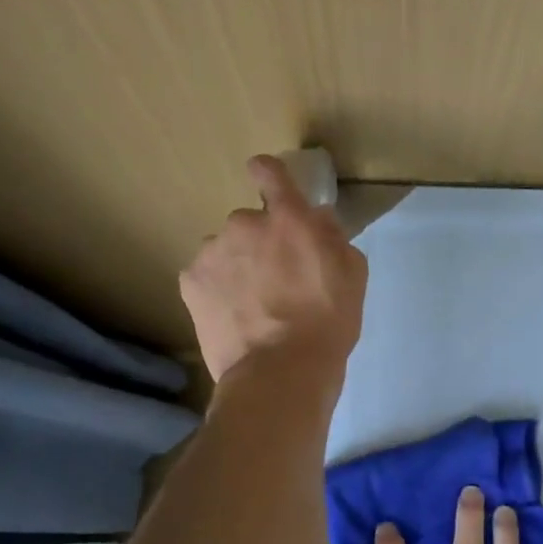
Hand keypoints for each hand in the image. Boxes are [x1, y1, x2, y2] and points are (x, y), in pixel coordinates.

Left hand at [179, 154, 367, 383]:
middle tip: (275, 279)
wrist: (279, 371)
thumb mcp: (352, 275)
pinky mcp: (190, 281)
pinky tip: (233, 316)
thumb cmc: (327, 322)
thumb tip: (316, 219)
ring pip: (225, 250)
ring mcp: (212, 252)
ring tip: (252, 305)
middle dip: (260, 242)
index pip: (271, 172)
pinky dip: (217, 289)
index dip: (269, 173)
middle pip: (249, 223)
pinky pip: (206, 275)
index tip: (267, 180)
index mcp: (288, 218)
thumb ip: (333, 237)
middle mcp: (244, 223)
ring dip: (237, 266)